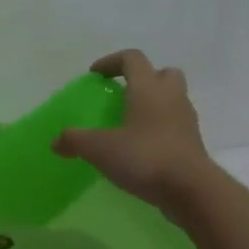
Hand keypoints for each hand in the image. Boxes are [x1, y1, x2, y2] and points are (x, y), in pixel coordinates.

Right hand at [54, 49, 216, 214]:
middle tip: (121, 95)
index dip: (111, 62)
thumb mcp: (99, 149)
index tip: (95, 75)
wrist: (190, 189)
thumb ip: (75, 140)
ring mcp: (185, 119)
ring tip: (128, 124)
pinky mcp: (192, 142)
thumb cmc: (144, 157)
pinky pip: (174, 124)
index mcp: (148, 88)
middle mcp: (171, 97)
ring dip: (152, 104)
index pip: (132, 59)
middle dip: (142, 79)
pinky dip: (159, 128)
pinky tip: (141, 147)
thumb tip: (56, 142)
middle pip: (161, 73)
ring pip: (171, 99)